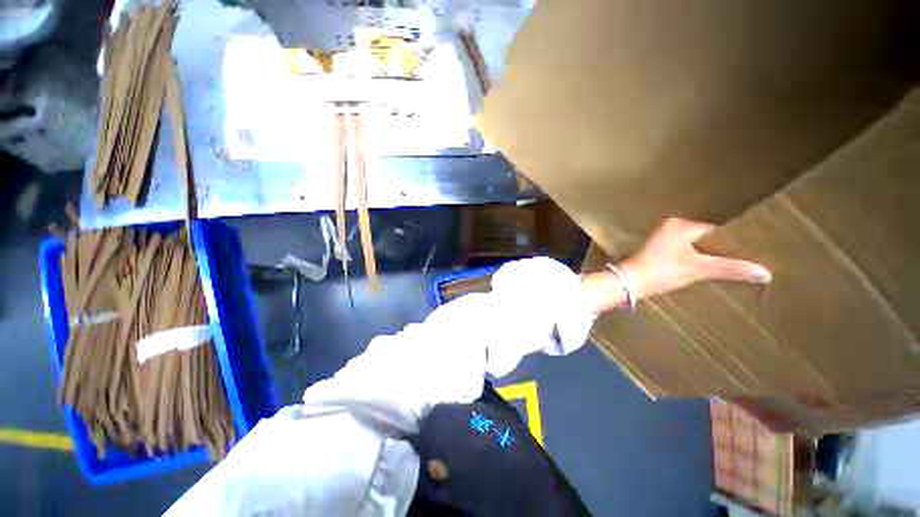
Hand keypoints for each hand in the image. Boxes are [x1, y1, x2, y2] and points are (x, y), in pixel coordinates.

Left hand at [621, 218, 770, 299]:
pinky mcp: (655, 251)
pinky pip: (681, 253)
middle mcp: (669, 227)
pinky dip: (692, 260)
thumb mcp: (699, 269)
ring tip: (723, 269)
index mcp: (679, 225)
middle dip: (718, 251)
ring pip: (692, 247)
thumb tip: (766, 272)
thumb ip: (731, 268)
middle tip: (739, 264)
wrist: (629, 282)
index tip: (748, 255)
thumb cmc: (662, 271)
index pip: (715, 232)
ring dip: (704, 257)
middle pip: (703, 239)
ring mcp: (660, 239)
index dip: (731, 244)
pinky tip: (700, 271)